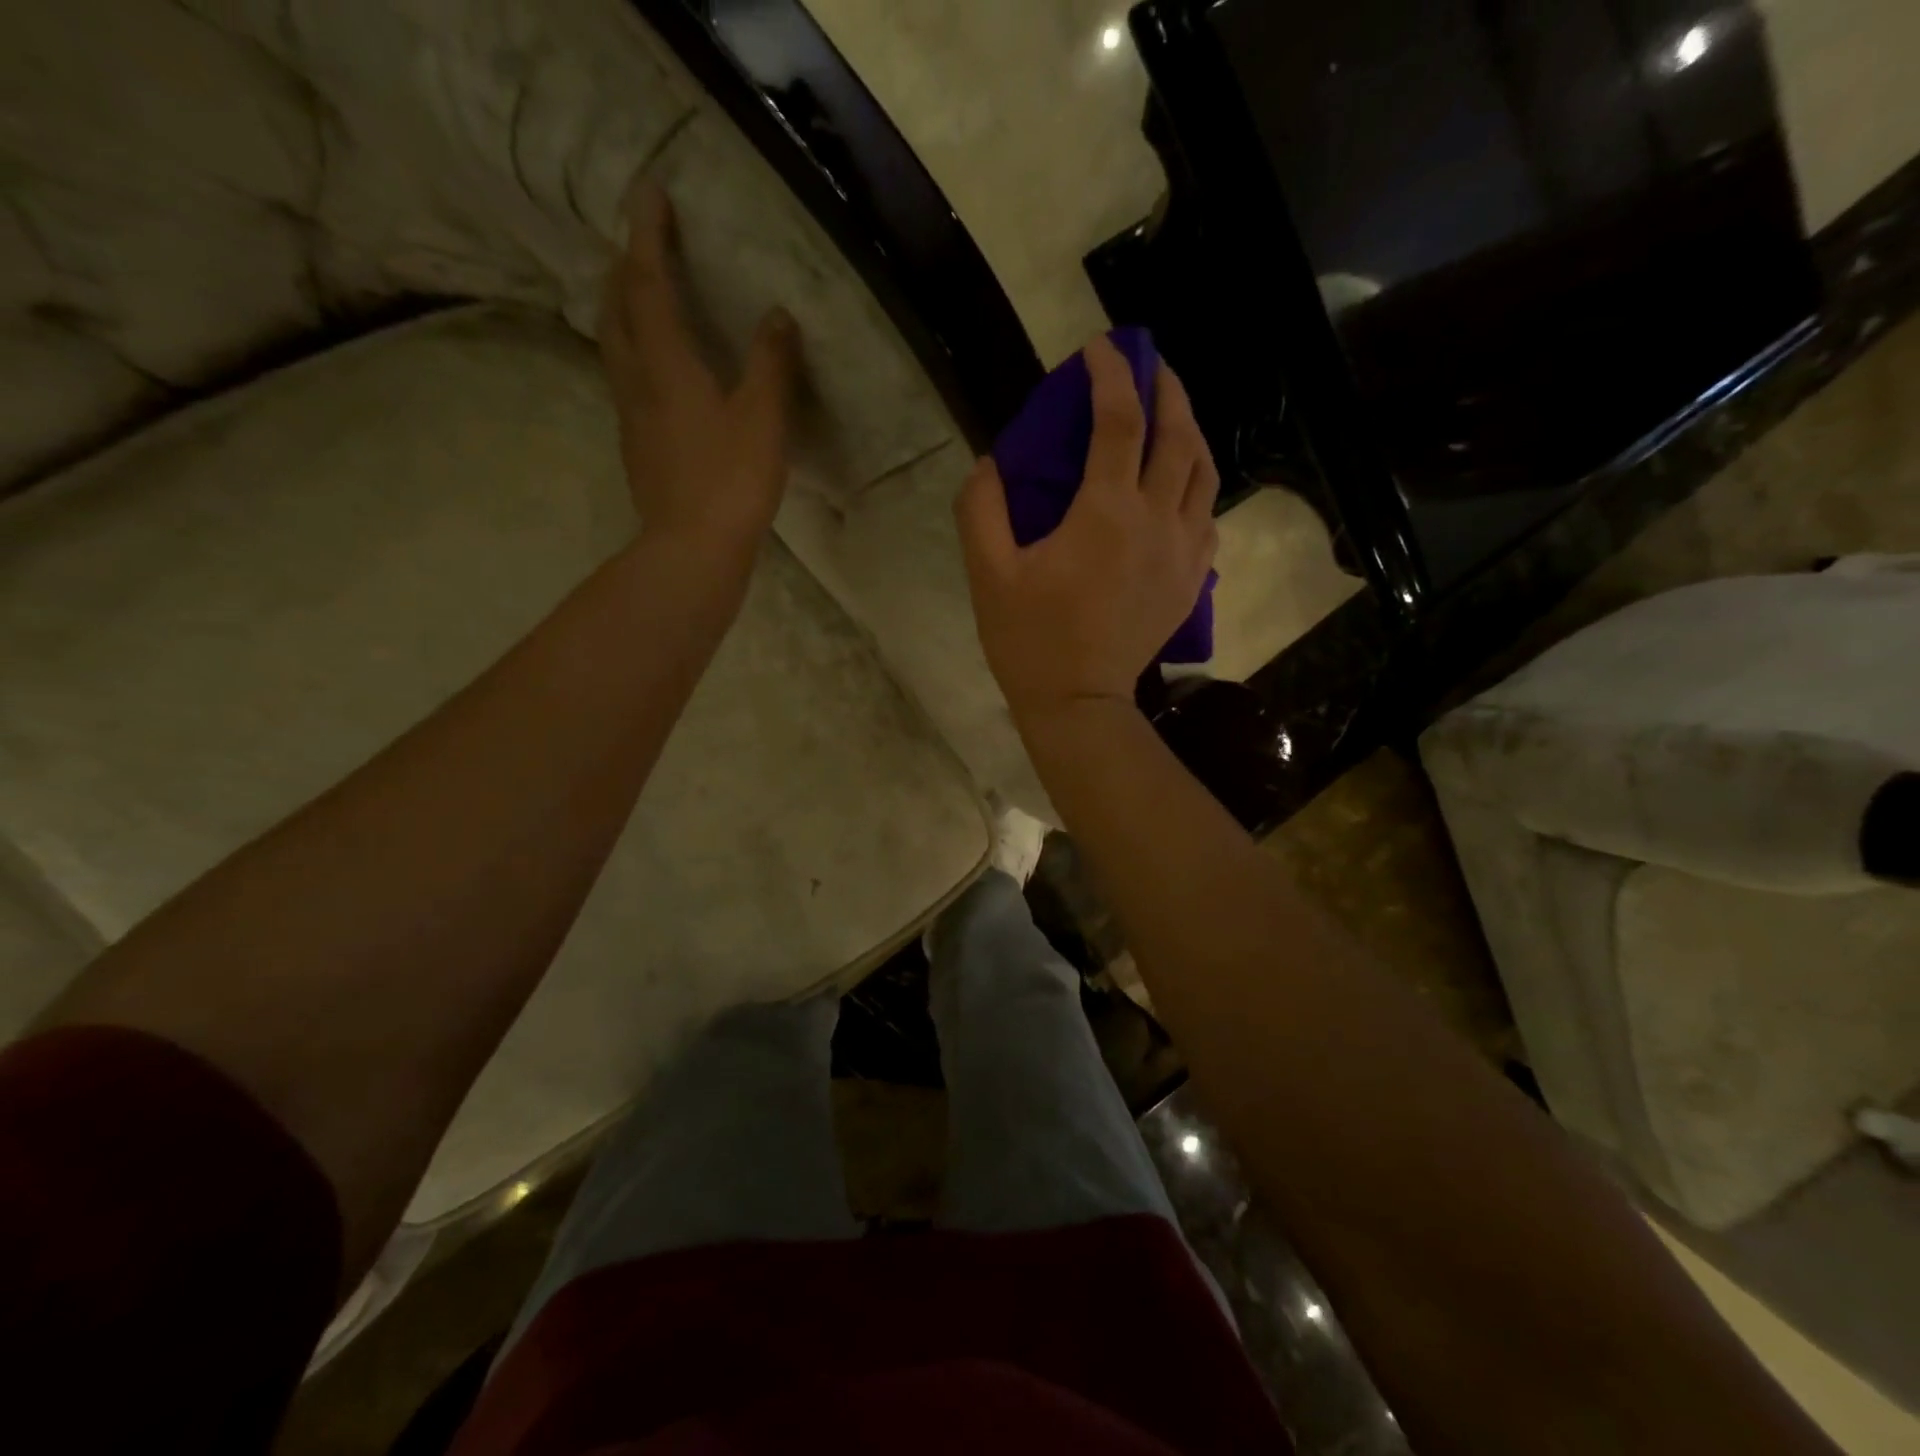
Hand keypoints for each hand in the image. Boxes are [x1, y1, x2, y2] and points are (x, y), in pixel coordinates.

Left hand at [600, 181, 799, 552]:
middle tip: (642, 247)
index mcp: (667, 366)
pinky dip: (636, 354)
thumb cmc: (731, 482)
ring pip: (616, 347)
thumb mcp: (763, 420)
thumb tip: (777, 316)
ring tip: (642, 298)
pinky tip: (657, 370)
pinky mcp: (639, 448)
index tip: (649, 192)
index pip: (649, 285)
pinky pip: (628, 381)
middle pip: (618, 311)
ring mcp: (633, 418)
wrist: (693, 550)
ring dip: (624, 311)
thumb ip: (770, 365)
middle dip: (626, 270)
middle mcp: (638, 382)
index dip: (647, 236)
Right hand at [956, 335, 1219, 726]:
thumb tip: (992, 462)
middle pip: (1178, 435)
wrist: (1080, 703)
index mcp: (1106, 511)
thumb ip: (982, 508)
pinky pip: (1207, 518)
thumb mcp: (988, 573)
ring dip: (1190, 432)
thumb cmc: (1029, 640)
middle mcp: (1157, 520)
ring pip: (1204, 473)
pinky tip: (1179, 487)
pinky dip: (1196, 488)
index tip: (1099, 350)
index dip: (1111, 375)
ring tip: (1171, 416)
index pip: (1119, 420)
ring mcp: (1183, 551)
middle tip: (1150, 366)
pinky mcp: (1191, 580)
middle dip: (1166, 389)